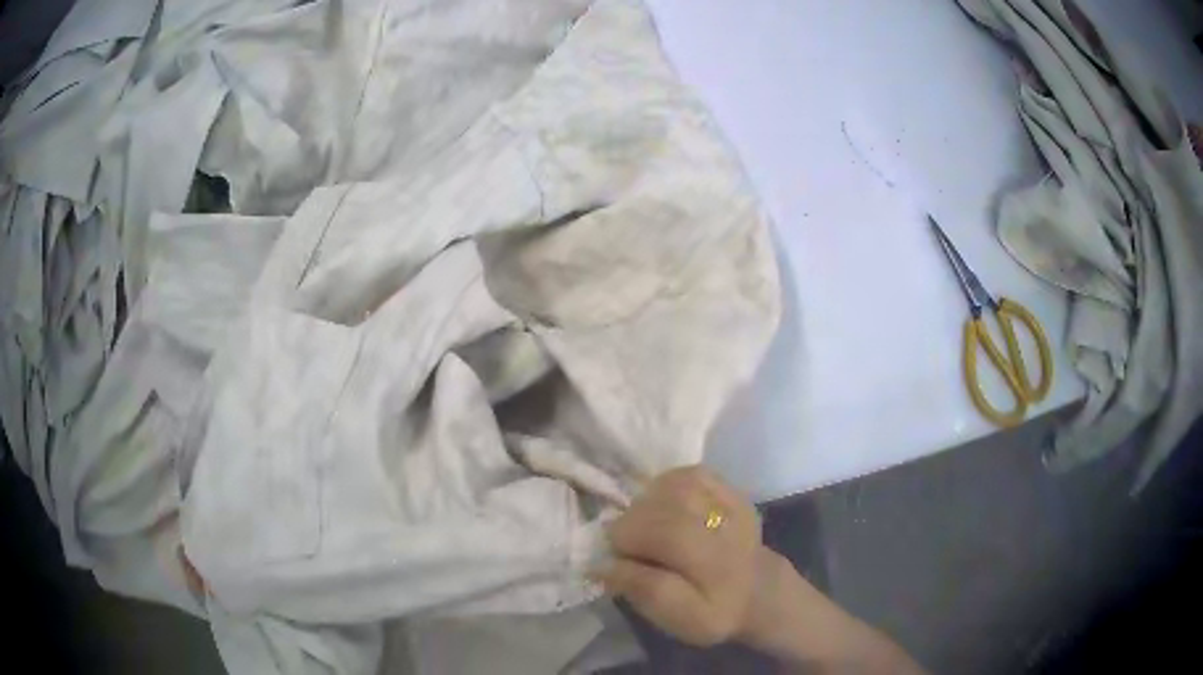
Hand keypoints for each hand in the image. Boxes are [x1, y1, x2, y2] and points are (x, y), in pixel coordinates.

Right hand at [595, 466, 761, 645]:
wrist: (758, 589)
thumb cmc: (712, 609)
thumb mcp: (681, 619)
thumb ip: (644, 592)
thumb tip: (603, 564)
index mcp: (716, 571)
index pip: (665, 545)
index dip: (626, 549)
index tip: (612, 560)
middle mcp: (729, 533)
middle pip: (669, 513)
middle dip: (632, 526)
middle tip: (625, 544)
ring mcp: (734, 506)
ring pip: (678, 488)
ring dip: (647, 504)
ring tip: (643, 524)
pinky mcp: (732, 490)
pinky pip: (690, 475)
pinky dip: (665, 486)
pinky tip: (662, 506)